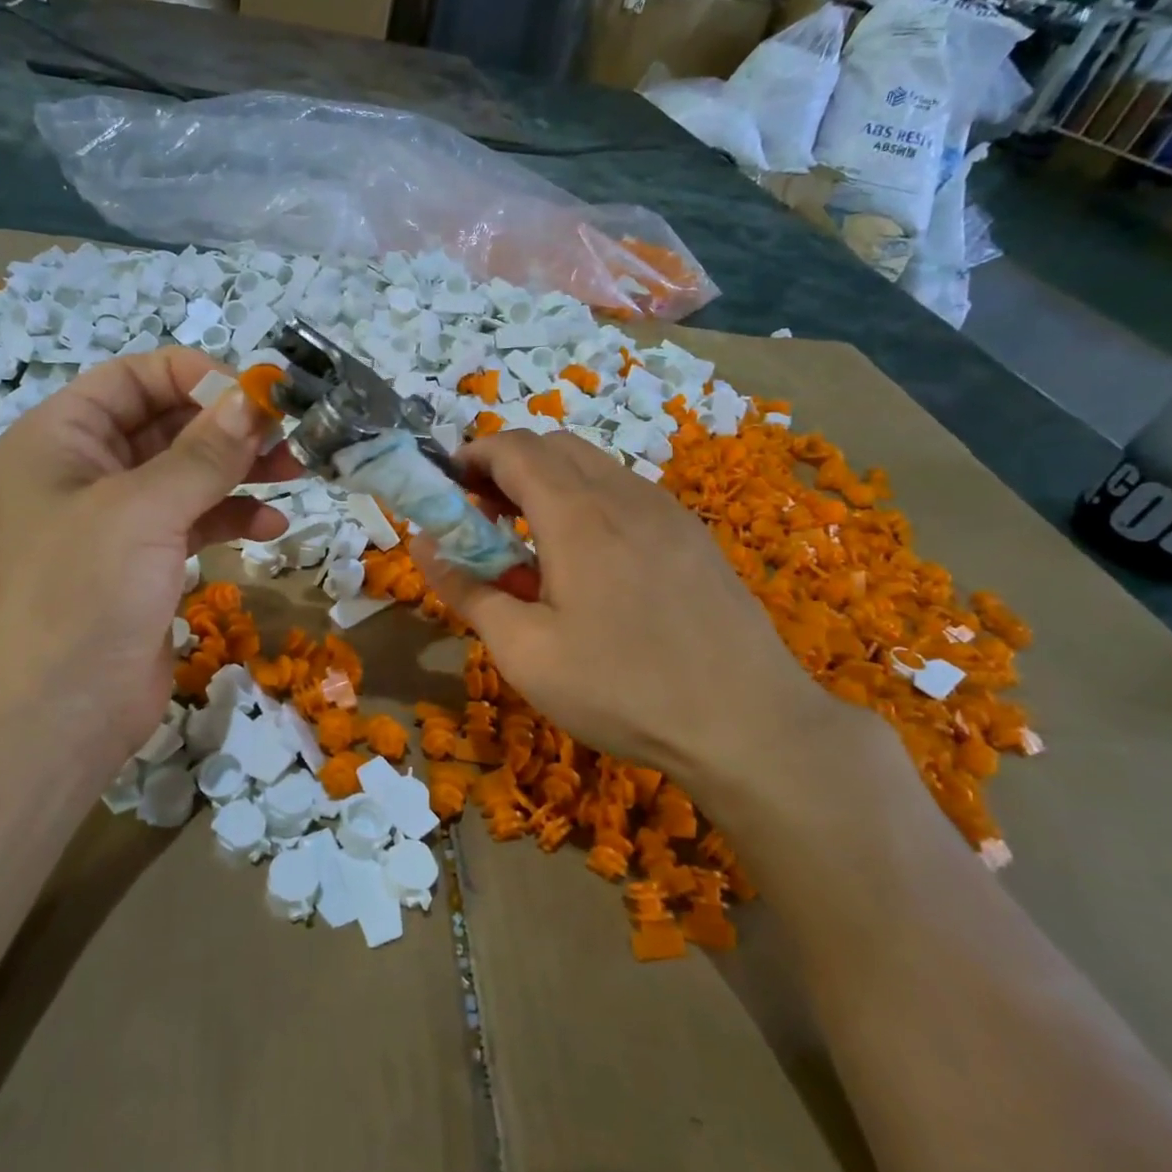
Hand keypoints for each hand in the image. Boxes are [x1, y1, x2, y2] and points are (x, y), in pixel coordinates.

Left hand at [0, 350, 299, 781]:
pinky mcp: (145, 562)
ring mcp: (117, 520)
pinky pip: (195, 520)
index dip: (196, 377)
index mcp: (61, 438)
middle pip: (167, 424)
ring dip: (240, 471)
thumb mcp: (144, 510)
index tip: (257, 395)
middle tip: (289, 436)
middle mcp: (85, 470)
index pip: (134, 379)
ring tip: (294, 474)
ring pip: (188, 473)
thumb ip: (204, 452)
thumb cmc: (83, 594)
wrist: (57, 716)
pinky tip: (271, 528)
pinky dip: (232, 518)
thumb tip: (254, 398)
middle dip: (228, 427)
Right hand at [412, 431, 897, 834]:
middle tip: (483, 518)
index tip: (447, 490)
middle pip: (553, 446)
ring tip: (532, 543)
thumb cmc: (621, 690)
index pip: (512, 448)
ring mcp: (667, 511)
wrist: (749, 726)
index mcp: (577, 515)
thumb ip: (466, 589)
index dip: (471, 457)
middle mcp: (624, 494)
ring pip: (593, 466)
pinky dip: (588, 502)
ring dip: (548, 484)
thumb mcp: (524, 652)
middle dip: (506, 467)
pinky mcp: (692, 535)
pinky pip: (627, 493)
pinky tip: (590, 563)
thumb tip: (422, 544)